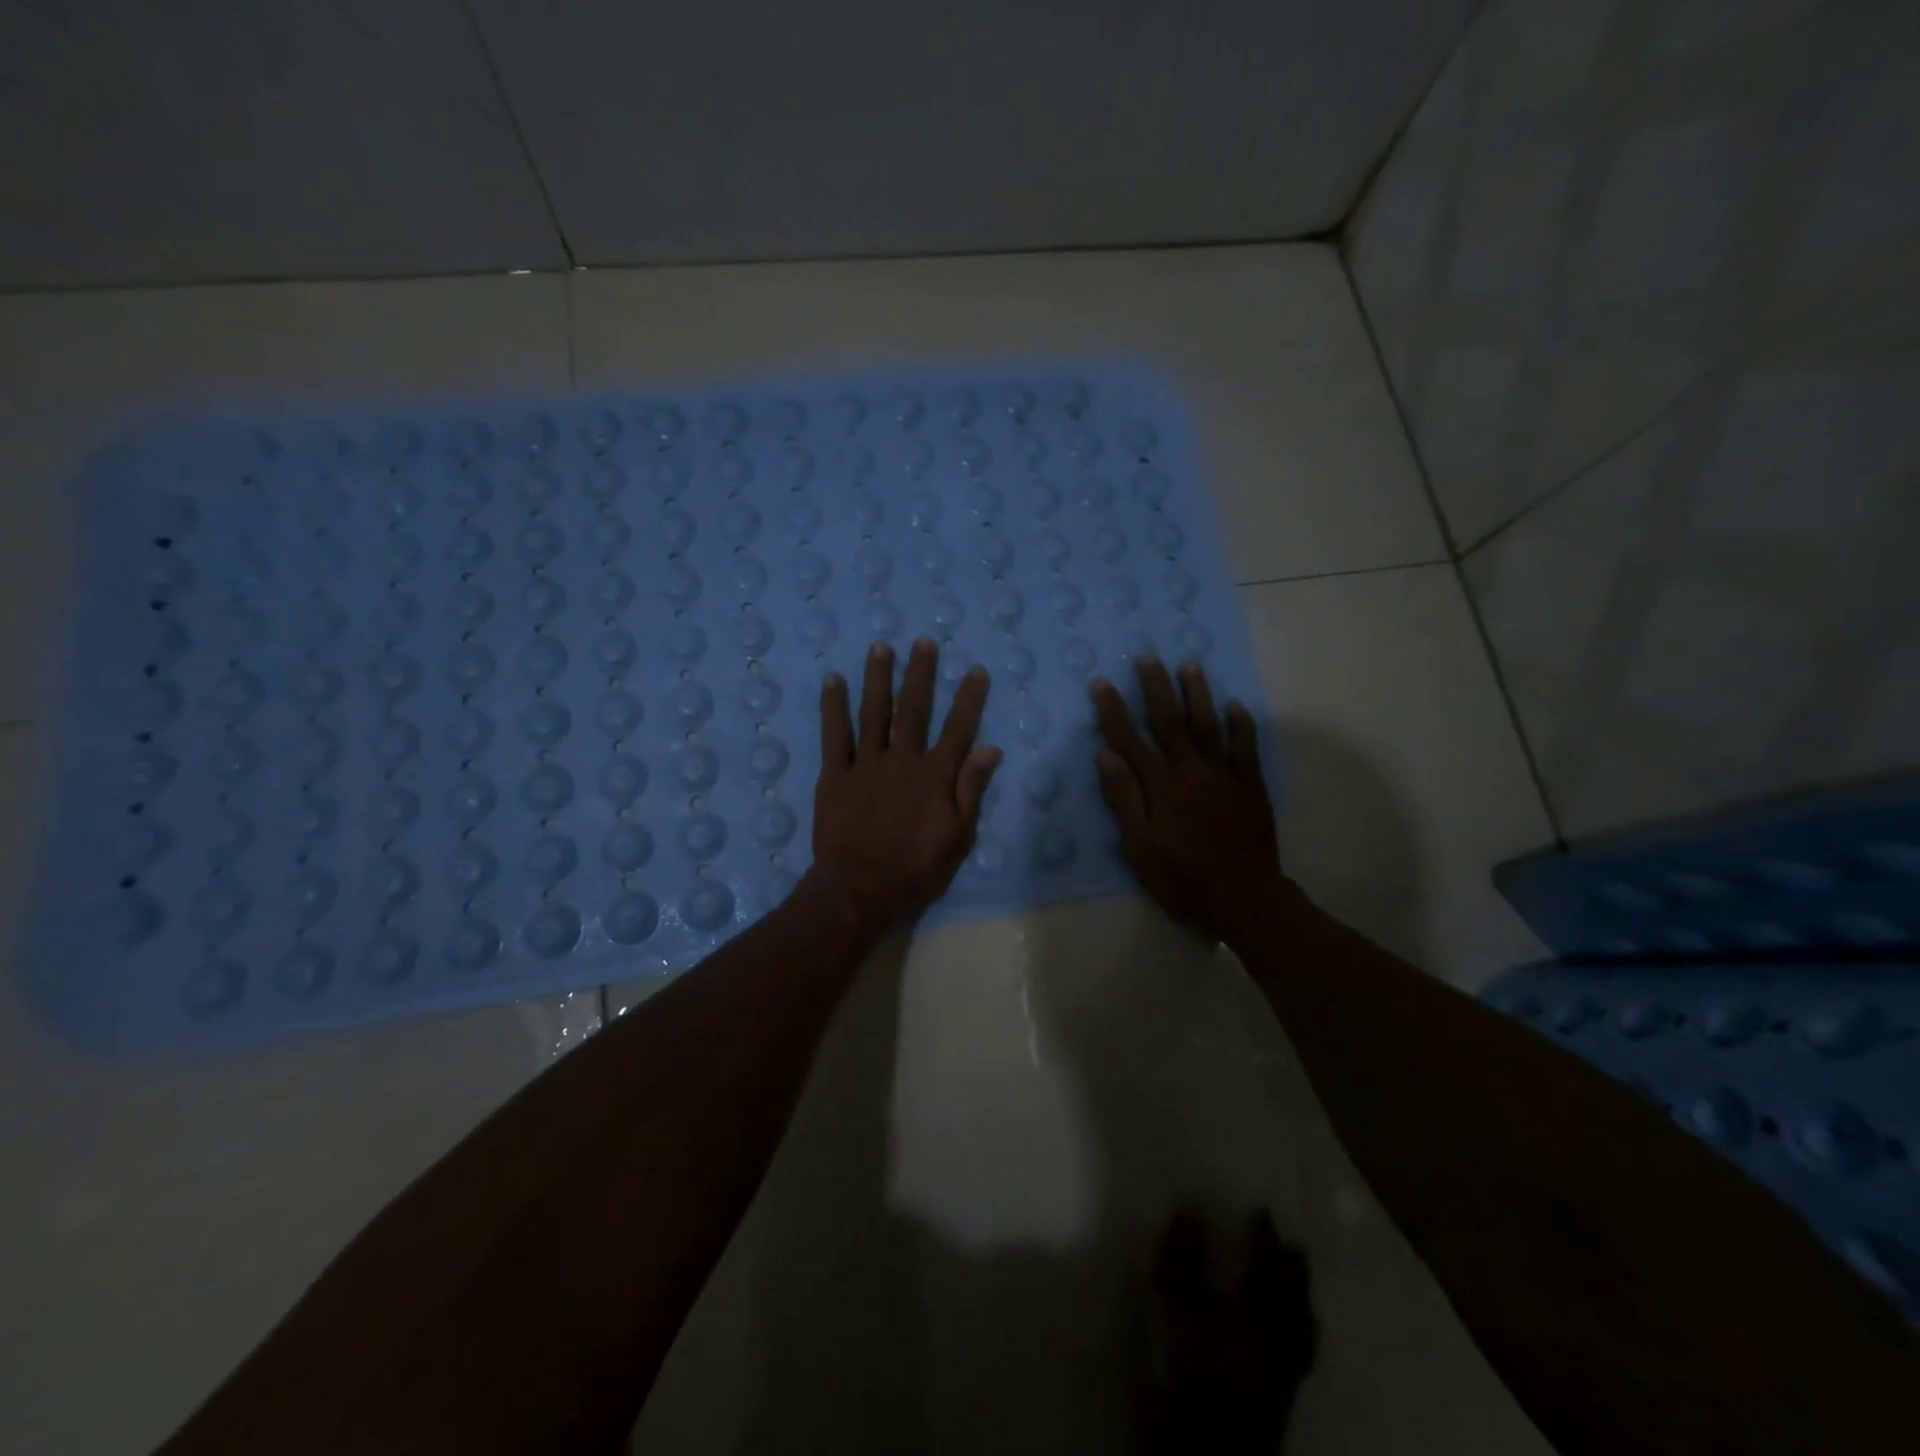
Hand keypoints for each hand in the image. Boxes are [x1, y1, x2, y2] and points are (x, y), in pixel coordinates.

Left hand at [809, 638, 1002, 930]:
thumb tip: (991, 749)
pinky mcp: (836, 774)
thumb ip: (972, 790)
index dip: (969, 699)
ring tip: (881, 647)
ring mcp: (866, 763)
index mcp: (935, 775)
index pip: (958, 728)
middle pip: (914, 708)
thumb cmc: (916, 869)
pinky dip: (833, 706)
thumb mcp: (958, 836)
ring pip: (875, 711)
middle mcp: (903, 759)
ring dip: (879, 677)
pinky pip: (835, 734)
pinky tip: (833, 680)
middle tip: (923, 642)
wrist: (860, 888)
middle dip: (921, 673)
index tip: (976, 671)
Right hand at [1090, 657, 1283, 946]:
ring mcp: (1224, 776)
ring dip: (1197, 695)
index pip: (1130, 740)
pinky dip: (1241, 725)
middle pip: (1170, 722)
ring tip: (1189, 666)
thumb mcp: (1140, 847)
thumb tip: (1106, 755)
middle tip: (1147, 657)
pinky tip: (1235, 706)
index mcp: (1161, 786)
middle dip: (1156, 688)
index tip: (1101, 683)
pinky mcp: (1250, 786)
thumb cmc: (1182, 878)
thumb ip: (1124, 799)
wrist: (1244, 899)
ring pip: (1208, 726)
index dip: (1113, 711)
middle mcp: (1191, 771)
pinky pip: (1246, 748)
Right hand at [1146, 1208, 1315, 1454]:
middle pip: (1292, 1295)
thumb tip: (1190, 1211)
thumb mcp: (1171, 1307)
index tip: (1262, 1210)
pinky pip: (1304, 1355)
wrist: (1210, 1450)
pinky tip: (1302, 1331)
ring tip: (1301, 1280)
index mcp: (1253, 1308)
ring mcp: (1287, 1370)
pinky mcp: (1286, 1398)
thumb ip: (1180, 1259)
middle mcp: (1278, 1335)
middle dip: (1292, 1267)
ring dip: (1303, 1298)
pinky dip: (1305, 1334)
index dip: (1263, 1236)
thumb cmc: (1187, 1370)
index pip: (1264, 1263)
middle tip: (1292, 1243)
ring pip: (1303, 1326)